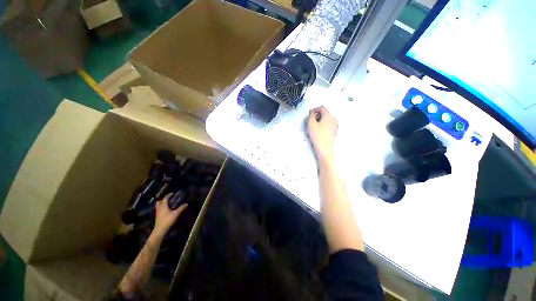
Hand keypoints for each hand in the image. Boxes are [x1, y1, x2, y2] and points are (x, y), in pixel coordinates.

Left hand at [153, 193, 187, 234]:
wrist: (160, 230)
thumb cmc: (167, 221)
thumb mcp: (176, 214)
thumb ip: (181, 208)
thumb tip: (186, 204)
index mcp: (163, 206)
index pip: (165, 198)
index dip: (168, 195)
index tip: (172, 193)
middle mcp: (159, 208)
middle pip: (159, 202)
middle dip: (163, 199)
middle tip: (168, 199)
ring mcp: (157, 213)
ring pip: (158, 206)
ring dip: (161, 204)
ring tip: (167, 204)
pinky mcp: (157, 217)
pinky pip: (159, 210)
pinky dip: (161, 208)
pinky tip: (166, 210)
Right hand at [307, 106, 337, 161]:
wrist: (324, 148)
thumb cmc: (317, 135)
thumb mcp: (311, 124)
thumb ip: (311, 115)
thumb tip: (312, 112)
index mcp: (328, 115)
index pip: (322, 108)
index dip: (315, 109)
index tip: (309, 114)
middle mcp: (333, 118)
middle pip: (325, 113)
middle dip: (318, 114)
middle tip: (311, 120)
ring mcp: (335, 125)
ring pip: (327, 118)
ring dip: (321, 119)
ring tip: (314, 126)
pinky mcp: (335, 131)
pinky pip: (329, 124)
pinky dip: (324, 124)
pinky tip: (319, 130)